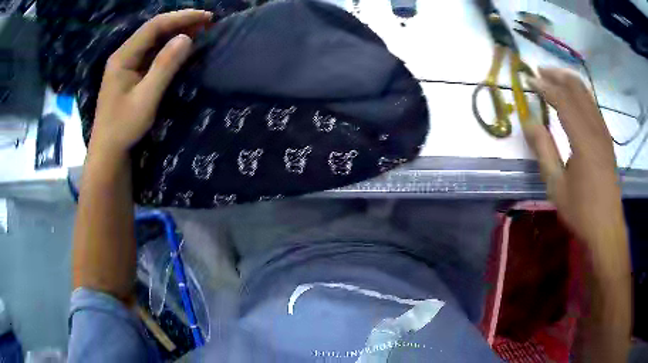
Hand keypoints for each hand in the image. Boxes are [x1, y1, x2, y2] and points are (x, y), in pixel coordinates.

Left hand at [90, 10, 211, 155]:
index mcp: (123, 56)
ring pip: (153, 40)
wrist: (108, 152)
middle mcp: (124, 55)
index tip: (207, 17)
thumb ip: (165, 66)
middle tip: (207, 23)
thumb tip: (187, 38)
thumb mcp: (146, 98)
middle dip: (181, 23)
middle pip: (154, 29)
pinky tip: (181, 48)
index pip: (154, 26)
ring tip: (199, 32)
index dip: (181, 18)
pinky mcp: (130, 74)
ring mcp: (126, 64)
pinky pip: (151, 53)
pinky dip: (168, 47)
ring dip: (176, 33)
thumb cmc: (124, 127)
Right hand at [524, 68, 621, 244]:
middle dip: (557, 75)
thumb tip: (528, 121)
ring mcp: (604, 133)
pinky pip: (593, 106)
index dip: (544, 86)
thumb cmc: (581, 211)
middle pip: (577, 88)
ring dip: (569, 81)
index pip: (562, 100)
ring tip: (553, 78)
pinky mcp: (607, 140)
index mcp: (583, 139)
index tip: (529, 79)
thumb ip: (543, 150)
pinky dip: (580, 94)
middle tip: (540, 71)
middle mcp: (596, 129)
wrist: (607, 228)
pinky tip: (572, 99)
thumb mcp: (556, 185)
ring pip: (587, 94)